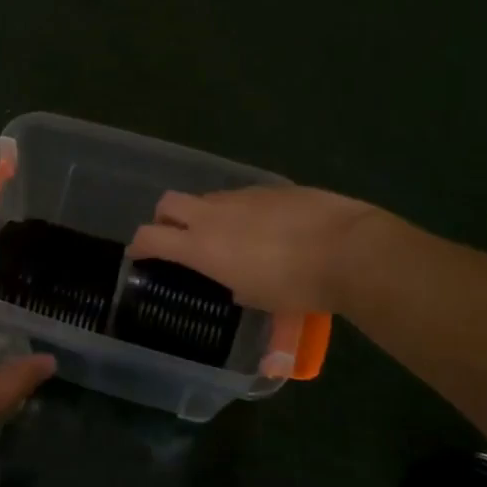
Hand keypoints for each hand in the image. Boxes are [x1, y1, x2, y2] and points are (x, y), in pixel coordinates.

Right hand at [129, 185, 381, 314]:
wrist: (347, 249)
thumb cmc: (296, 285)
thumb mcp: (256, 297)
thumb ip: (231, 283)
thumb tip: (232, 279)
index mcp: (201, 246)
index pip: (150, 237)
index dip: (139, 246)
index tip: (139, 255)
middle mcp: (213, 215)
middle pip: (168, 203)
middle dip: (164, 219)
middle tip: (177, 239)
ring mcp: (242, 196)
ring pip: (207, 199)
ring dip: (206, 216)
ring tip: (229, 238)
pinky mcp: (270, 188)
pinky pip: (242, 198)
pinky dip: (241, 212)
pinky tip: (266, 229)